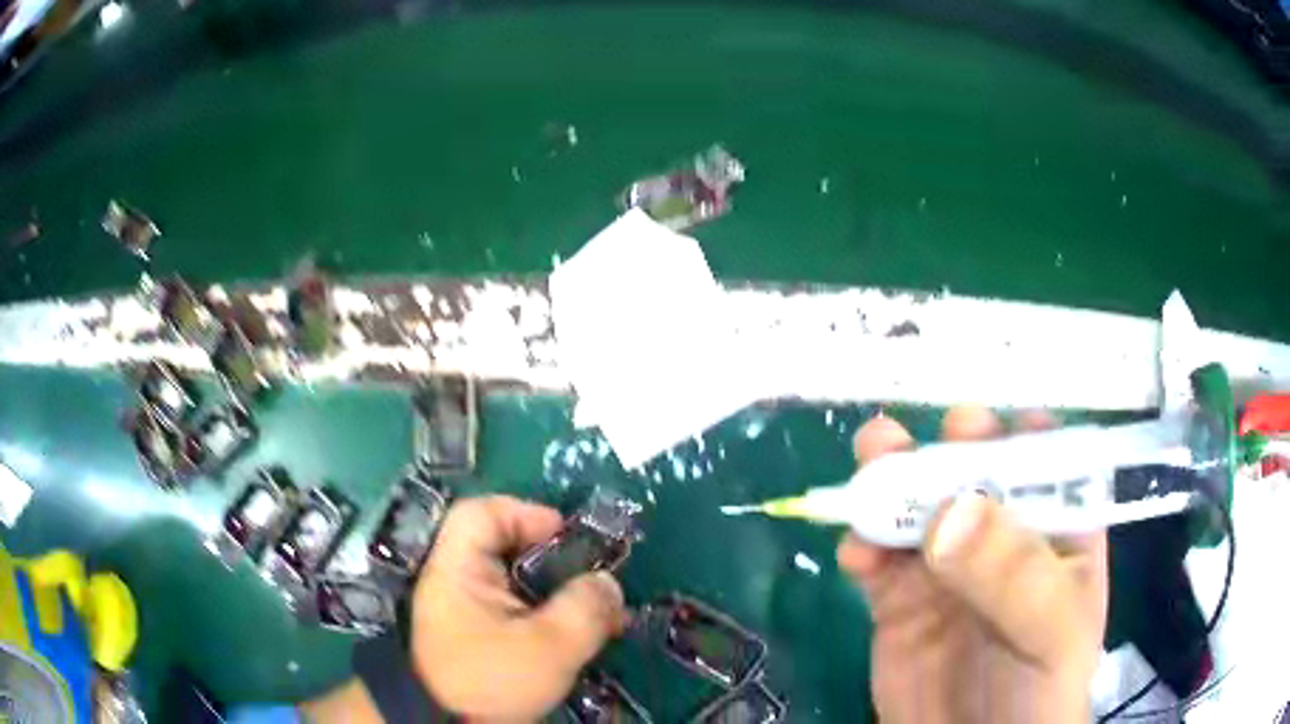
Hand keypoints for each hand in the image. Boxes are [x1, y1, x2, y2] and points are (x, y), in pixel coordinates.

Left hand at [410, 496, 627, 720]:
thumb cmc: (491, 681)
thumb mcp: (547, 648)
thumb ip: (585, 609)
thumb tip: (608, 584)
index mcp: (458, 571)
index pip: (482, 514)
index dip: (525, 513)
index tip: (567, 536)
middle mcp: (457, 583)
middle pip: (505, 548)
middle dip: (558, 561)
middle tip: (595, 581)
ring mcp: (467, 612)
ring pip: (519, 584)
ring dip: (562, 595)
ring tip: (602, 618)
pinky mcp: (480, 638)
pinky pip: (519, 612)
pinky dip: (551, 617)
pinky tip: (583, 639)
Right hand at [837, 407, 1107, 723]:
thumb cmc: (1040, 689)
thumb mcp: (1050, 631)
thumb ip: (1012, 573)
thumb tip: (949, 511)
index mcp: (1057, 530)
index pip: (1046, 461)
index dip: (1015, 434)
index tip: (979, 425)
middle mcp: (1002, 538)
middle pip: (974, 473)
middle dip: (942, 448)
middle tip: (910, 436)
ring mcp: (948, 569)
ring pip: (918, 508)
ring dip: (890, 479)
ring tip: (869, 461)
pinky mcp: (901, 602)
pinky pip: (878, 559)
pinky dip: (861, 544)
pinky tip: (854, 554)